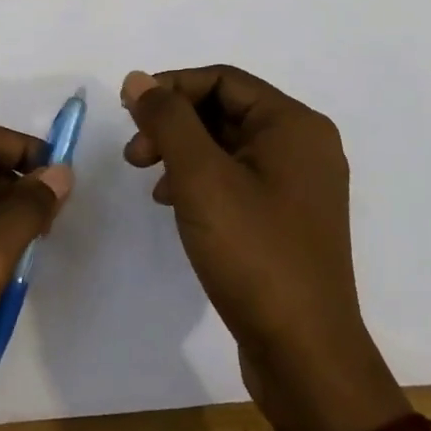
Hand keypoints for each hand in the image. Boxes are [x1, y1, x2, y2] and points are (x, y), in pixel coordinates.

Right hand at [121, 66, 407, 430]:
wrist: (304, 352)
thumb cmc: (254, 253)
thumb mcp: (201, 178)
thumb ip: (168, 120)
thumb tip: (138, 79)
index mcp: (294, 125)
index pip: (223, 80)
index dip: (171, 87)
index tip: (127, 109)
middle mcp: (304, 146)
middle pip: (225, 110)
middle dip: (174, 123)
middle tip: (134, 152)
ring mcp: (298, 185)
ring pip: (227, 145)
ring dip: (182, 151)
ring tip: (147, 178)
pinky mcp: (287, 218)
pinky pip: (237, 178)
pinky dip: (200, 180)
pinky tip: (173, 202)